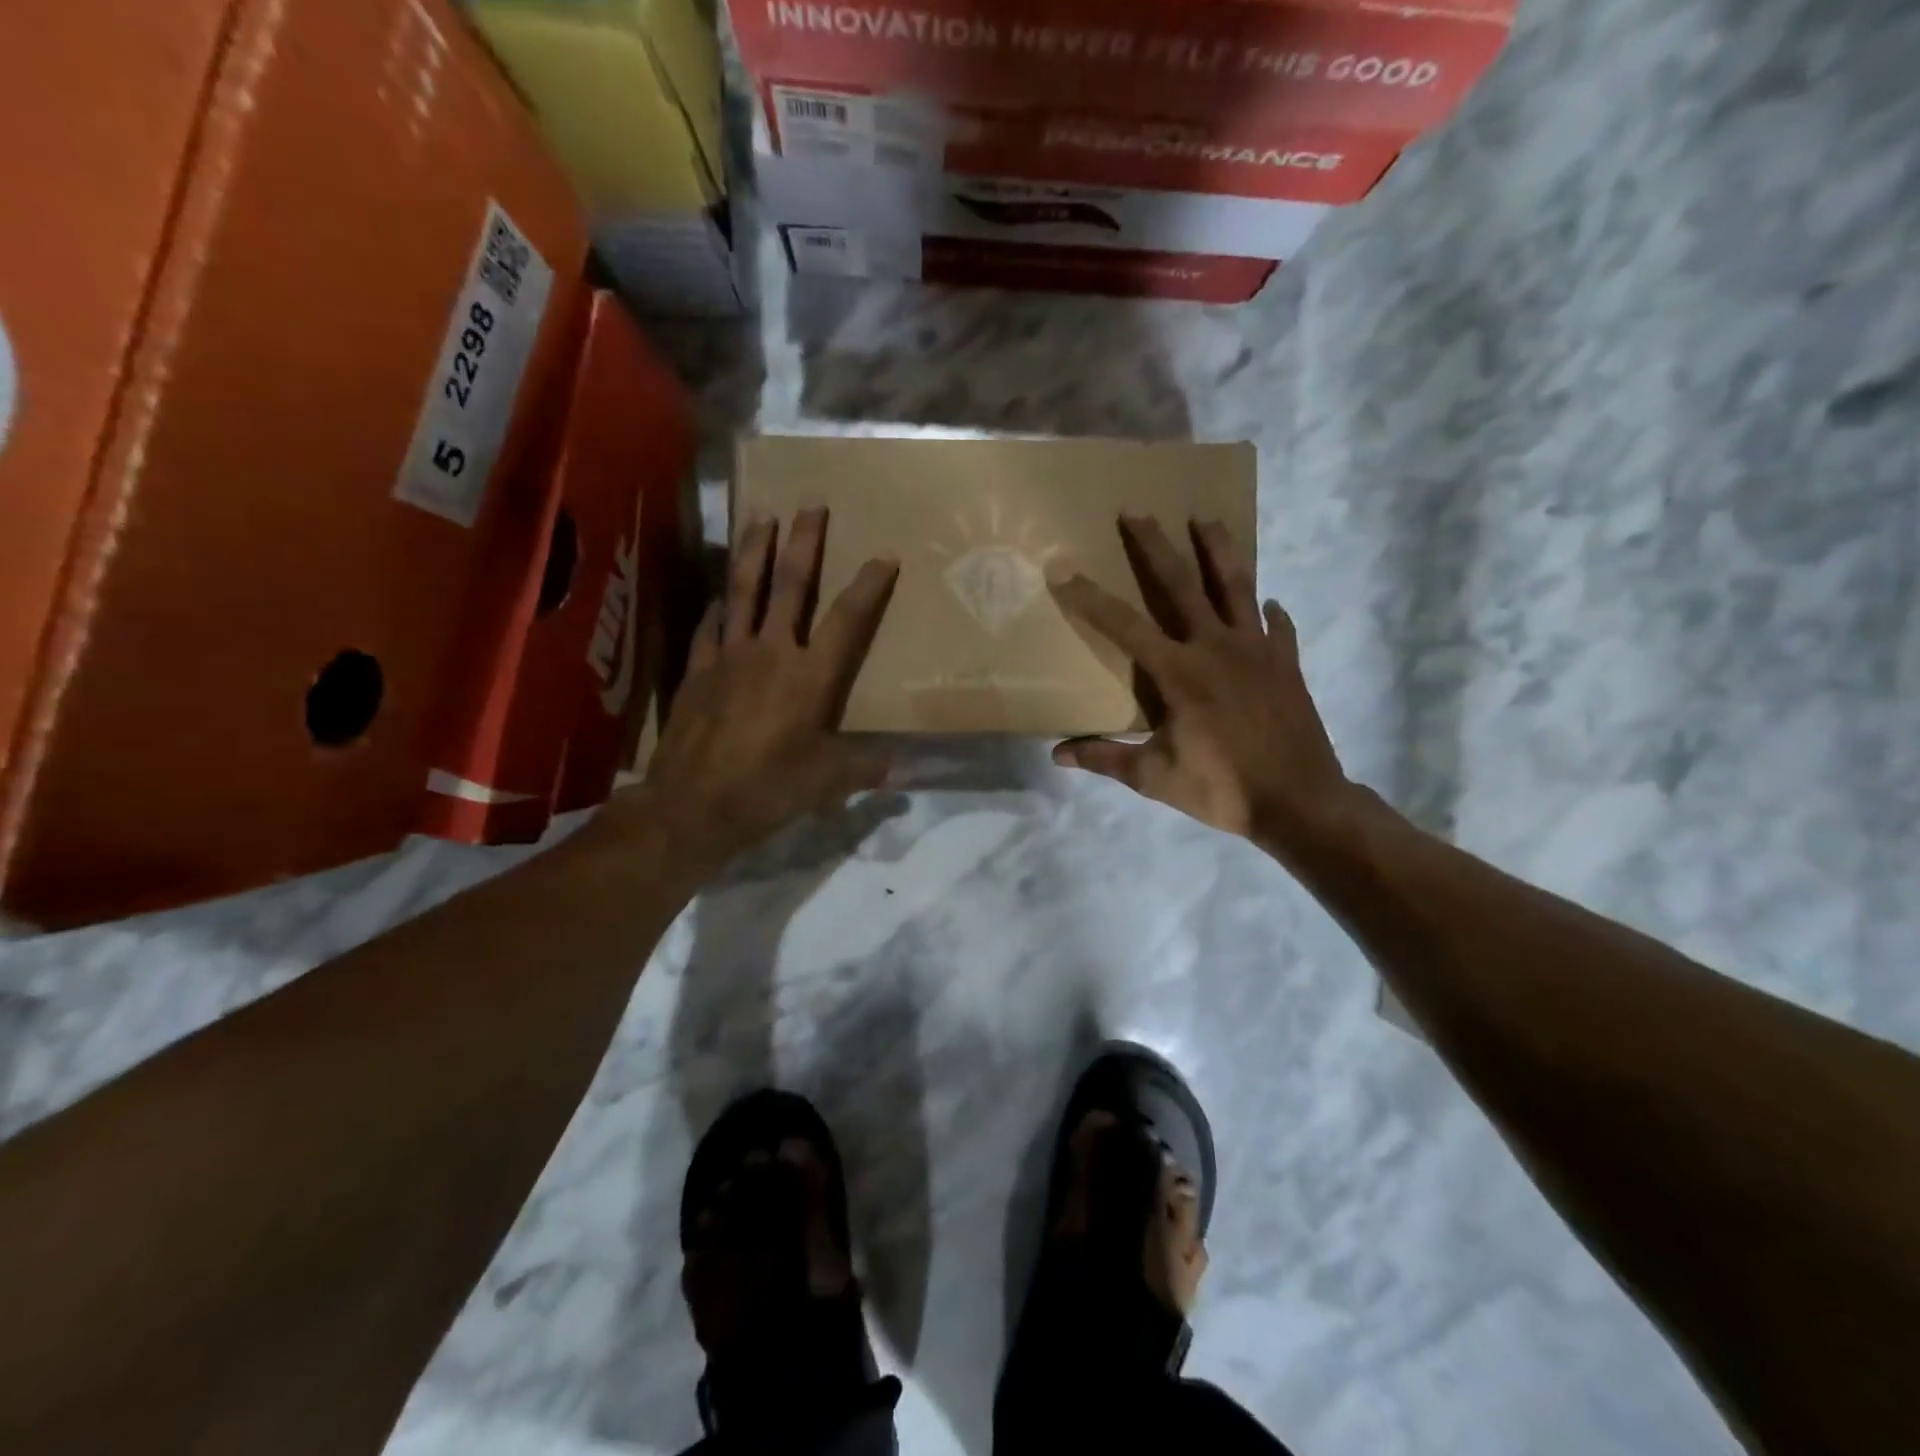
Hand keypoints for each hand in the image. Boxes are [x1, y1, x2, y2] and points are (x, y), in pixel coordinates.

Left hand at [632, 508, 897, 867]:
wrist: (693, 804)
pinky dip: (718, 604)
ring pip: (743, 591)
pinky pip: (709, 625)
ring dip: (754, 551)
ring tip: (759, 514)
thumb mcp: (827, 782)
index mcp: (810, 676)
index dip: (868, 586)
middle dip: (804, 542)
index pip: (847, 620)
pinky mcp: (697, 670)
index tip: (884, 555)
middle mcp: (772, 652)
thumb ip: (865, 768)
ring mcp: (729, 656)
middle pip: (790, 586)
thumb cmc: (769, 789)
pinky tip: (720, 593)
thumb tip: (902, 770)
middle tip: (811, 504)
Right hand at [1048, 516, 1354, 858]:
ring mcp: (1257, 650)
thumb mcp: (1154, 777)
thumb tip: (1057, 754)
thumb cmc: (1222, 789)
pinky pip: (1276, 628)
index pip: (1124, 626)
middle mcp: (1216, 647)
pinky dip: (1270, 613)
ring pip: (1236, 586)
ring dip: (1218, 549)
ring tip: (1205, 518)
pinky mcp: (1286, 664)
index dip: (1090, 598)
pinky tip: (1269, 603)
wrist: (1300, 802)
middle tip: (1137, 511)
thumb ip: (1106, 759)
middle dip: (1155, 546)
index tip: (1064, 570)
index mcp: (1179, 673)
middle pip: (1182, 584)